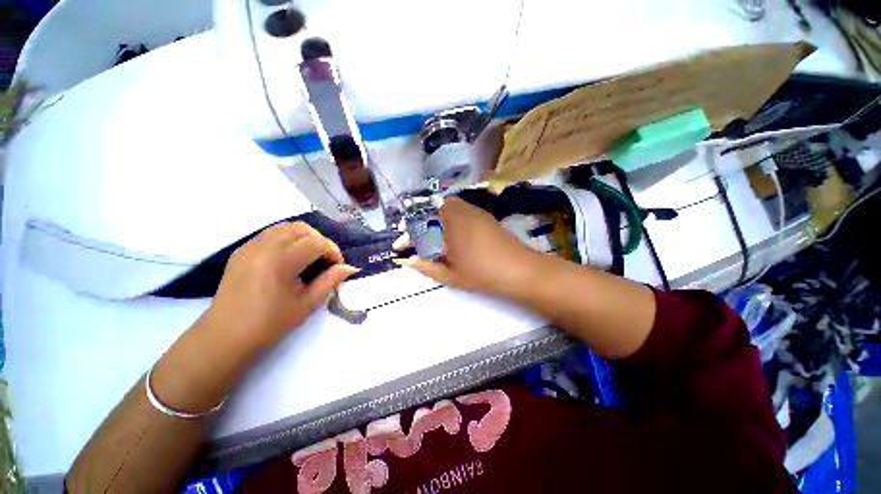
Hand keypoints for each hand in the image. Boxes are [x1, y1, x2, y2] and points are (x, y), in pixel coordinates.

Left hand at [204, 222, 357, 350]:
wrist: (226, 337)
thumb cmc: (270, 324)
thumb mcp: (307, 303)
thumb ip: (331, 280)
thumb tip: (350, 268)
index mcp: (281, 260)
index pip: (318, 242)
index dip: (333, 252)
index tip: (337, 268)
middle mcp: (264, 246)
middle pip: (303, 229)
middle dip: (320, 242)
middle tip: (325, 262)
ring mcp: (250, 246)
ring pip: (286, 227)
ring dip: (304, 238)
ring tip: (309, 258)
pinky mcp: (242, 250)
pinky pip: (271, 234)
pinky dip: (287, 240)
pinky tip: (290, 259)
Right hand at [394, 197, 540, 296]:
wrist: (520, 269)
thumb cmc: (483, 274)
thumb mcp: (451, 275)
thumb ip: (427, 266)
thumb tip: (408, 261)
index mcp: (448, 228)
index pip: (419, 227)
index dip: (406, 237)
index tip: (398, 247)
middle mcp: (458, 213)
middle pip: (429, 210)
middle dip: (416, 222)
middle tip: (410, 236)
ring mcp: (472, 211)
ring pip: (443, 205)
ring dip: (430, 215)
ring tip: (425, 231)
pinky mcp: (482, 214)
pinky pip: (457, 207)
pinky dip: (445, 214)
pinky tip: (446, 228)